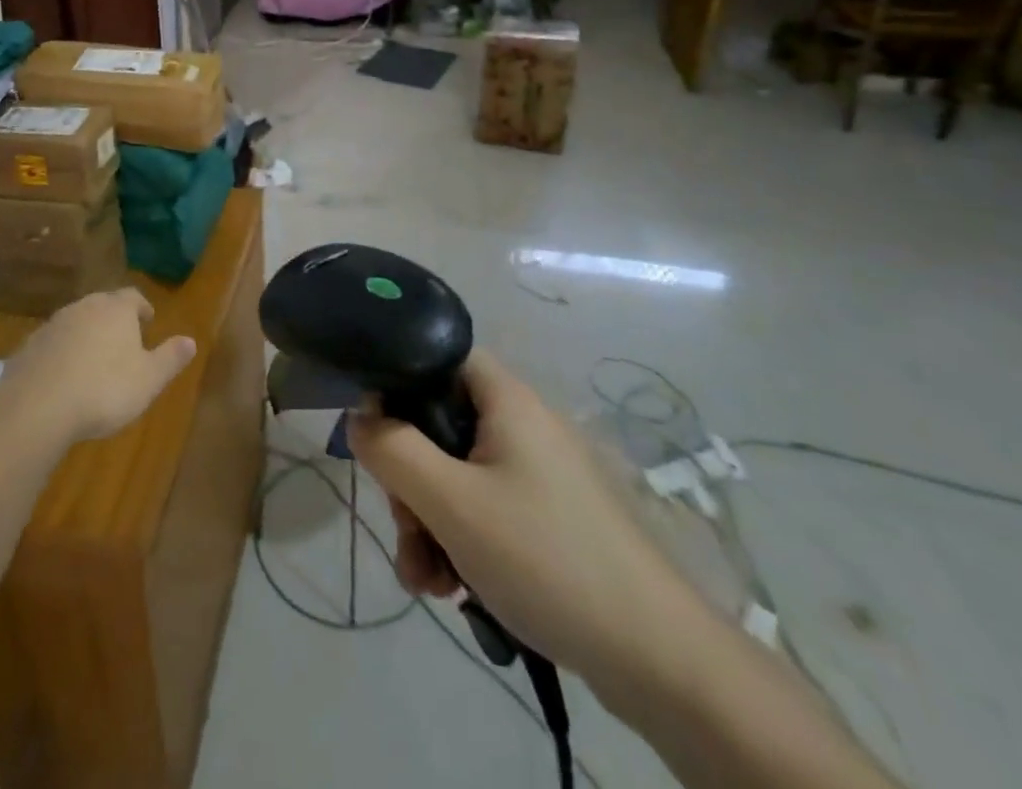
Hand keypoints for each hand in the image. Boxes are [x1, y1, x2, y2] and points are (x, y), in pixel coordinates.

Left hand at [0, 289, 197, 444]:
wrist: (37, 406)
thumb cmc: (104, 389)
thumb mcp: (149, 379)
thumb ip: (170, 358)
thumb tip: (191, 340)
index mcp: (115, 309)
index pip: (133, 297)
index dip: (142, 308)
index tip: (148, 320)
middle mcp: (83, 307)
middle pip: (102, 305)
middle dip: (114, 320)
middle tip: (123, 340)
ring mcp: (52, 325)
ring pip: (76, 322)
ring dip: (86, 336)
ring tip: (94, 361)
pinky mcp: (29, 347)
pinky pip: (53, 344)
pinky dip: (62, 354)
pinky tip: (64, 378)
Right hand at [347, 351, 709, 702]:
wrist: (663, 663)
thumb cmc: (547, 559)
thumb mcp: (451, 503)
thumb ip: (392, 450)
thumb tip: (358, 417)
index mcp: (506, 399)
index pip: (437, 357)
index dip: (397, 386)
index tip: (378, 439)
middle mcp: (524, 425)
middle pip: (440, 426)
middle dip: (410, 482)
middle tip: (407, 530)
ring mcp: (541, 475)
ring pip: (458, 477)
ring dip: (430, 523)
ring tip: (427, 581)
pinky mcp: (552, 520)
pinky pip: (486, 512)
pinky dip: (462, 543)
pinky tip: (454, 591)